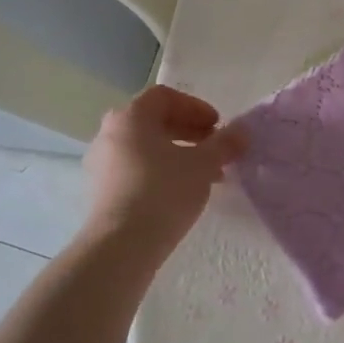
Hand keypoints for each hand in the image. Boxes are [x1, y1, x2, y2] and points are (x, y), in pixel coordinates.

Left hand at [82, 85, 246, 252]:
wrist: (122, 245)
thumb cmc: (164, 192)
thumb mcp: (204, 164)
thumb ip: (225, 143)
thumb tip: (242, 132)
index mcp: (130, 117)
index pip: (164, 96)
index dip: (195, 107)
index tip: (217, 126)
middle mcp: (110, 134)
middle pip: (154, 121)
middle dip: (189, 131)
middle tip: (214, 147)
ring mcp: (101, 163)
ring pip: (145, 147)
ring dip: (177, 153)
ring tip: (204, 173)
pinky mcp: (101, 191)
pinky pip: (135, 169)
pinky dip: (160, 170)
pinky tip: (182, 191)